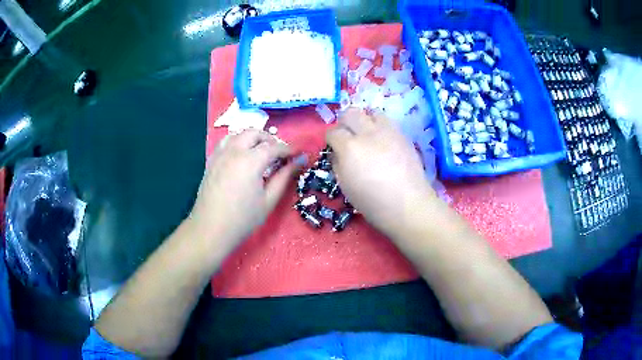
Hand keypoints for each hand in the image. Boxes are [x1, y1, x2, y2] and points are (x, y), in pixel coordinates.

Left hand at [190, 130, 294, 251]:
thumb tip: (300, 161)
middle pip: (255, 133)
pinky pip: (225, 142)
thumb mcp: (269, 200)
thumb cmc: (243, 219)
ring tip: (260, 153)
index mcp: (250, 160)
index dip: (288, 149)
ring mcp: (220, 154)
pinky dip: (237, 142)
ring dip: (252, 138)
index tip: (298, 155)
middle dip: (270, 139)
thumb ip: (284, 177)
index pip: (274, 147)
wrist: (211, 229)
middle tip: (279, 154)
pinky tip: (241, 157)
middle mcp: (234, 151)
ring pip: (238, 134)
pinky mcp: (211, 160)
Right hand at [327, 108, 436, 234]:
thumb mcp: (345, 186)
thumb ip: (338, 164)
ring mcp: (388, 132)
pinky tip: (383, 141)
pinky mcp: (403, 135)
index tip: (334, 147)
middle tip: (348, 136)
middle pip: (350, 113)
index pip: (333, 132)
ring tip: (367, 134)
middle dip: (345, 122)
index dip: (331, 139)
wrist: (408, 205)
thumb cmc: (372, 202)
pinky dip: (381, 126)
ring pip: (371, 112)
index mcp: (349, 148)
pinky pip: (388, 121)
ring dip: (366, 120)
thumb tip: (337, 152)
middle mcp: (368, 133)